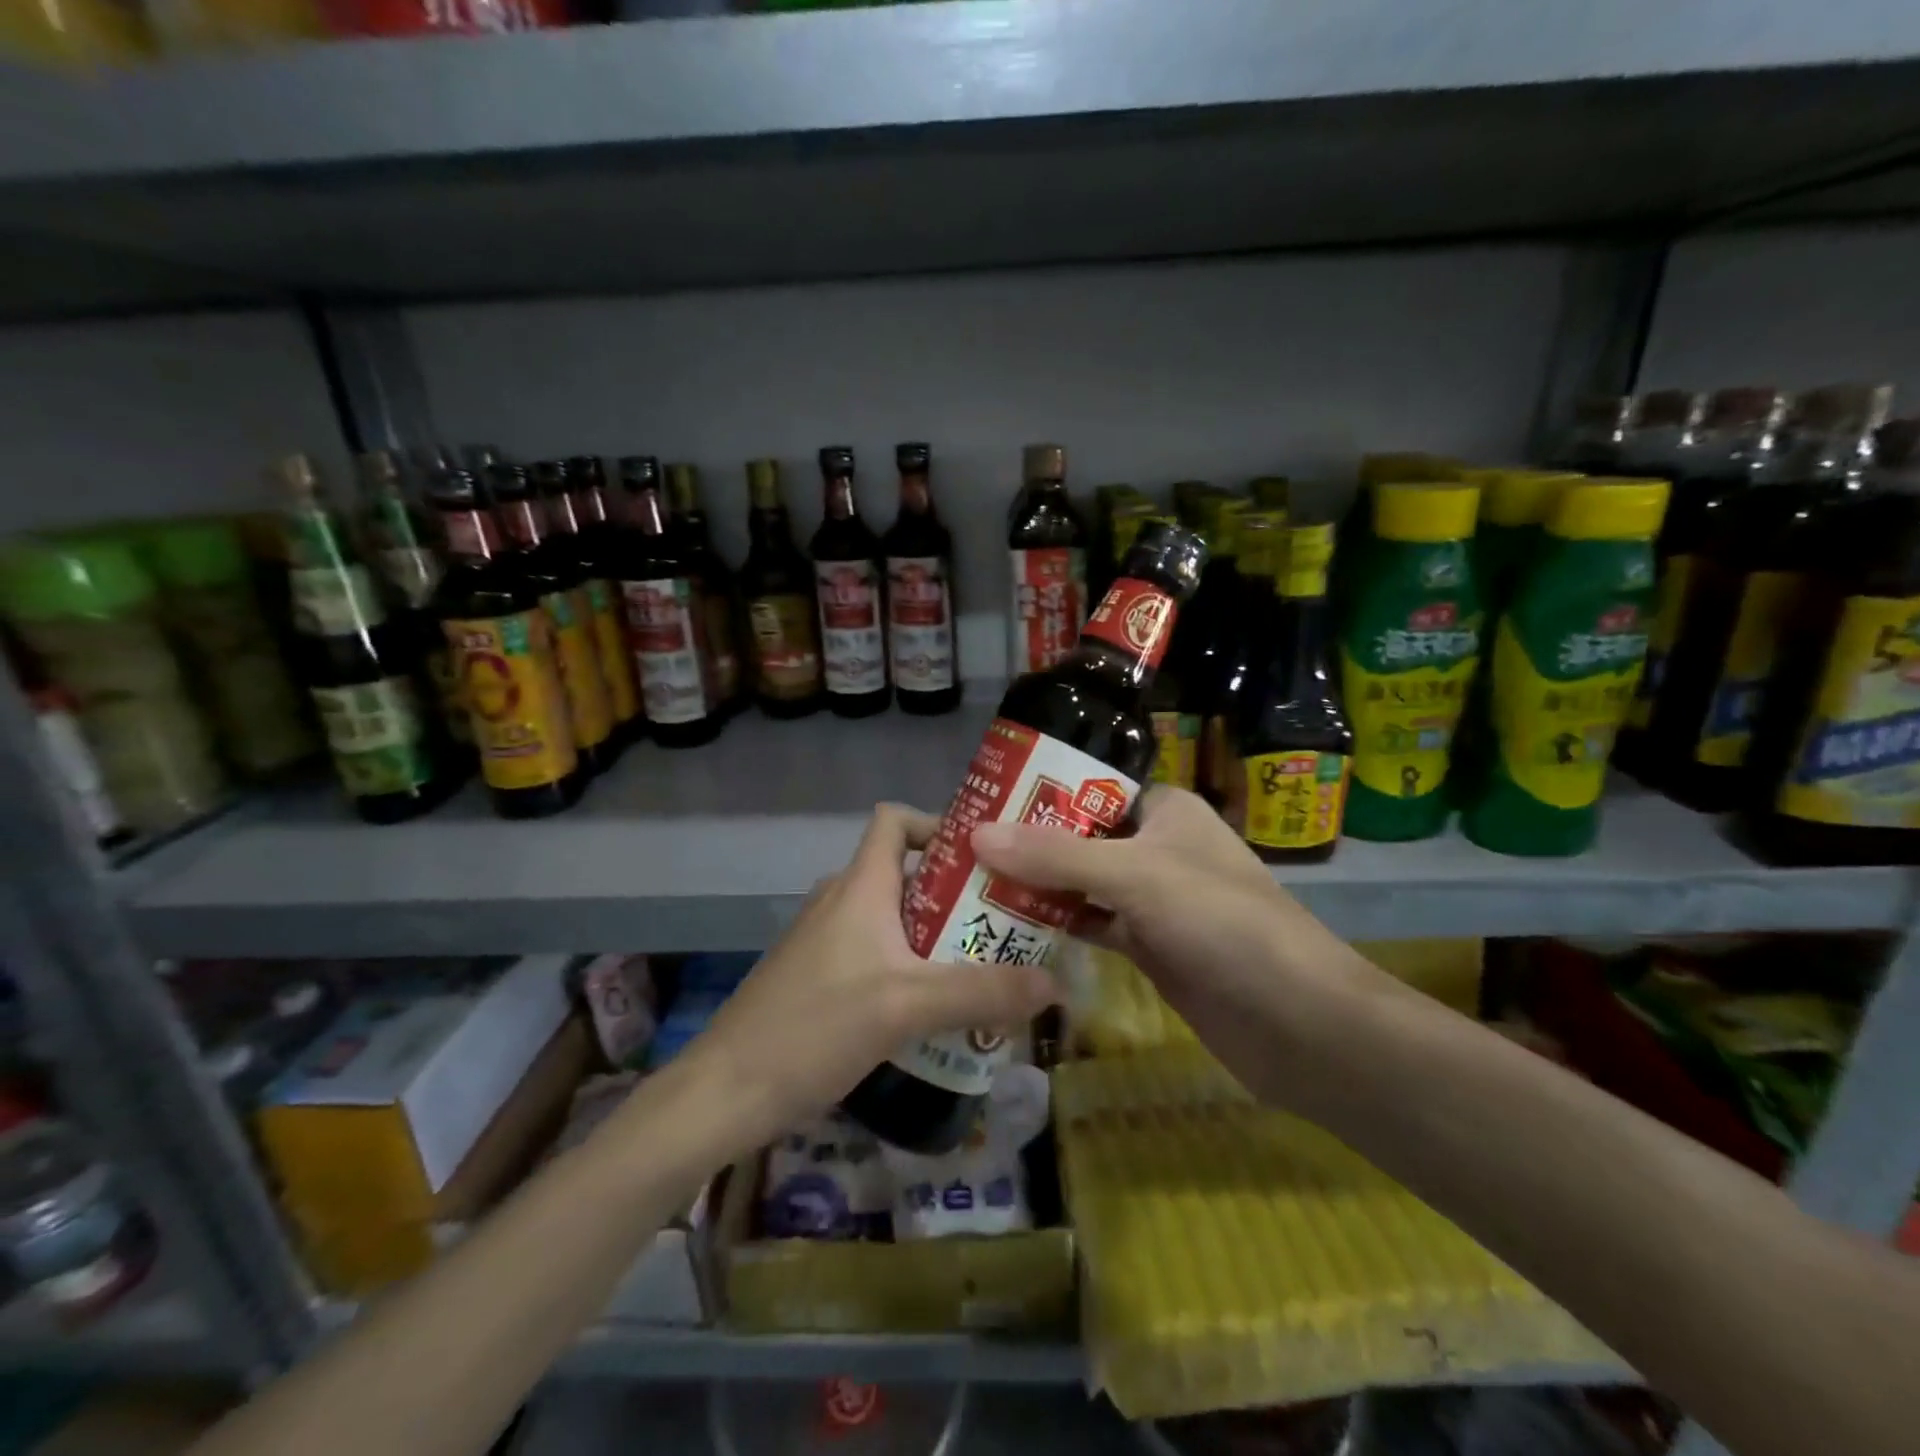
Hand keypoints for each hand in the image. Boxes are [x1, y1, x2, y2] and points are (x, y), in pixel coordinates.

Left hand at [685, 803, 1059, 1147]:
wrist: (726, 1092)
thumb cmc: (815, 1027)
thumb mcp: (907, 1007)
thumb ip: (982, 992)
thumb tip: (1056, 984)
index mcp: (860, 884)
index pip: (895, 819)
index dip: (938, 824)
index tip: (985, 857)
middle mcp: (842, 899)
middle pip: (907, 872)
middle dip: (957, 893)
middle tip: (1007, 921)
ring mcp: (827, 939)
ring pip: (895, 918)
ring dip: (938, 935)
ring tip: (986, 965)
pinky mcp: (820, 976)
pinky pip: (878, 953)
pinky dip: (912, 965)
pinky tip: (937, 1008)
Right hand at [970, 786, 1386, 1104]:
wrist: (1296, 1022)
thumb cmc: (1222, 923)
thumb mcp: (1135, 875)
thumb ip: (1056, 855)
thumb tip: (976, 834)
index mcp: (1166, 810)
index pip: (1093, 787)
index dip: (1041, 792)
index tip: (984, 800)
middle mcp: (1159, 848)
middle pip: (1081, 836)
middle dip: (1029, 843)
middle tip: (963, 846)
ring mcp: (1154, 901)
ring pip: (1083, 884)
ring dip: (1037, 887)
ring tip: (972, 883)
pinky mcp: (1150, 948)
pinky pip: (1093, 925)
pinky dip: (1058, 925)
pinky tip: (1010, 927)